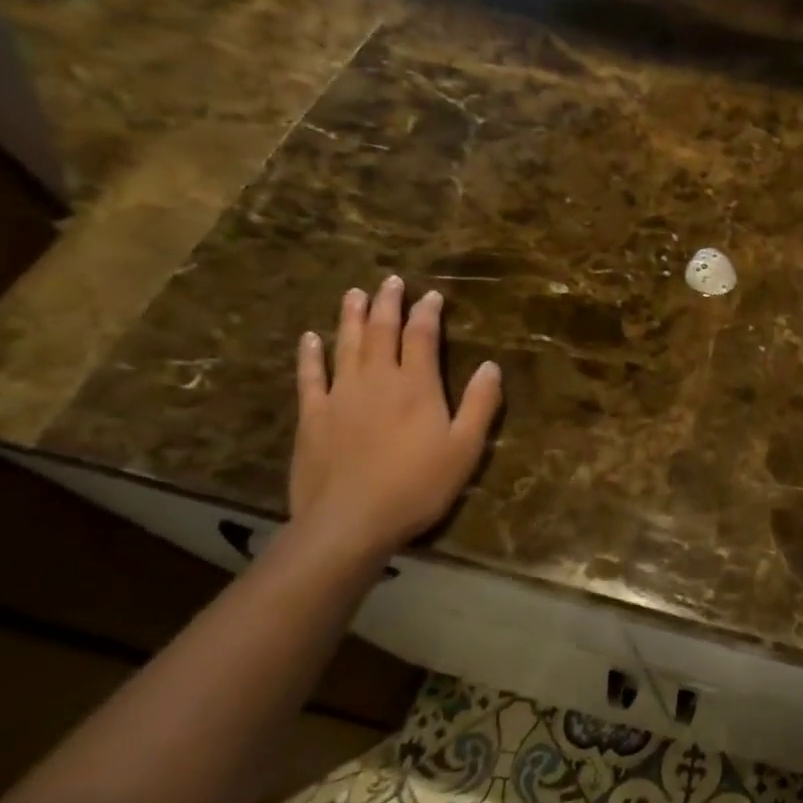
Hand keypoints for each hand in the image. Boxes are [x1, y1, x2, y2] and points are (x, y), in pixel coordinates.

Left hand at [289, 276, 502, 560]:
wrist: (349, 521)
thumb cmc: (417, 485)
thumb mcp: (465, 448)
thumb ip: (480, 404)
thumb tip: (491, 365)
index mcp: (416, 385)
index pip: (422, 336)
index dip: (427, 313)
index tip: (431, 295)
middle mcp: (377, 380)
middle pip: (381, 331)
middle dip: (388, 303)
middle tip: (390, 280)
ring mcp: (340, 395)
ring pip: (346, 345)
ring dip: (351, 317)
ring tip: (354, 293)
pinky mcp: (312, 416)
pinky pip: (310, 376)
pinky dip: (310, 355)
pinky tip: (310, 338)